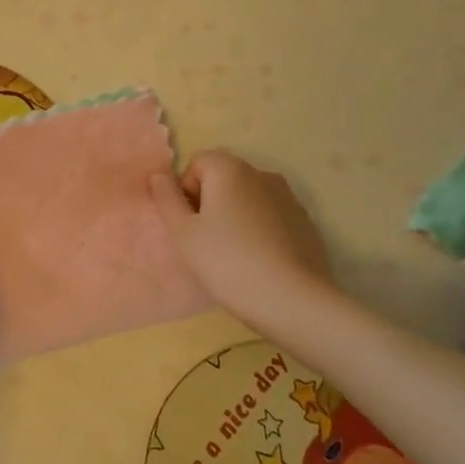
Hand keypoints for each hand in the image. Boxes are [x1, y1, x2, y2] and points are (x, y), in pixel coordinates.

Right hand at [149, 152, 341, 317]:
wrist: (294, 300)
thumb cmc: (228, 262)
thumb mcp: (184, 234)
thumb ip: (167, 199)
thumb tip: (158, 176)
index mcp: (230, 169)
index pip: (197, 163)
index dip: (186, 191)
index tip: (188, 224)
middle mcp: (261, 173)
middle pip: (224, 178)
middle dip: (210, 202)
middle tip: (206, 241)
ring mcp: (288, 197)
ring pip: (248, 198)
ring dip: (235, 216)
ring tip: (233, 254)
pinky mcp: (306, 222)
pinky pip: (271, 216)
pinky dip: (260, 230)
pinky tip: (259, 261)